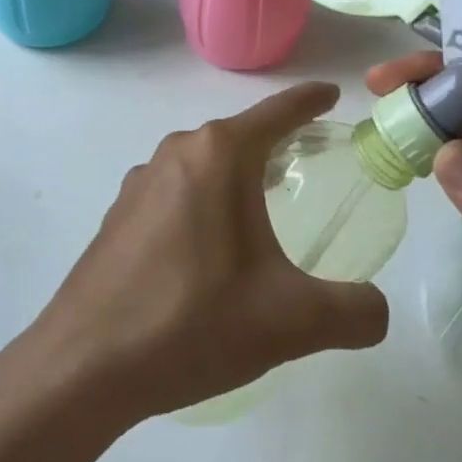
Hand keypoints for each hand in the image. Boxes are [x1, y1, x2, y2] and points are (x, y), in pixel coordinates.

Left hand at [32, 83, 389, 423]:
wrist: (82, 368)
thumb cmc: (192, 322)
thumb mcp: (290, 321)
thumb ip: (353, 313)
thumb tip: (379, 313)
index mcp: (219, 154)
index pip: (278, 112)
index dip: (310, 101)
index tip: (332, 93)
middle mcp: (178, 152)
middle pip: (241, 136)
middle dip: (277, 143)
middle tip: (309, 163)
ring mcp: (140, 182)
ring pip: (205, 164)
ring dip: (237, 176)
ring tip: (262, 212)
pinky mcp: (118, 215)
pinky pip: (177, 192)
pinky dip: (204, 203)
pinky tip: (209, 251)